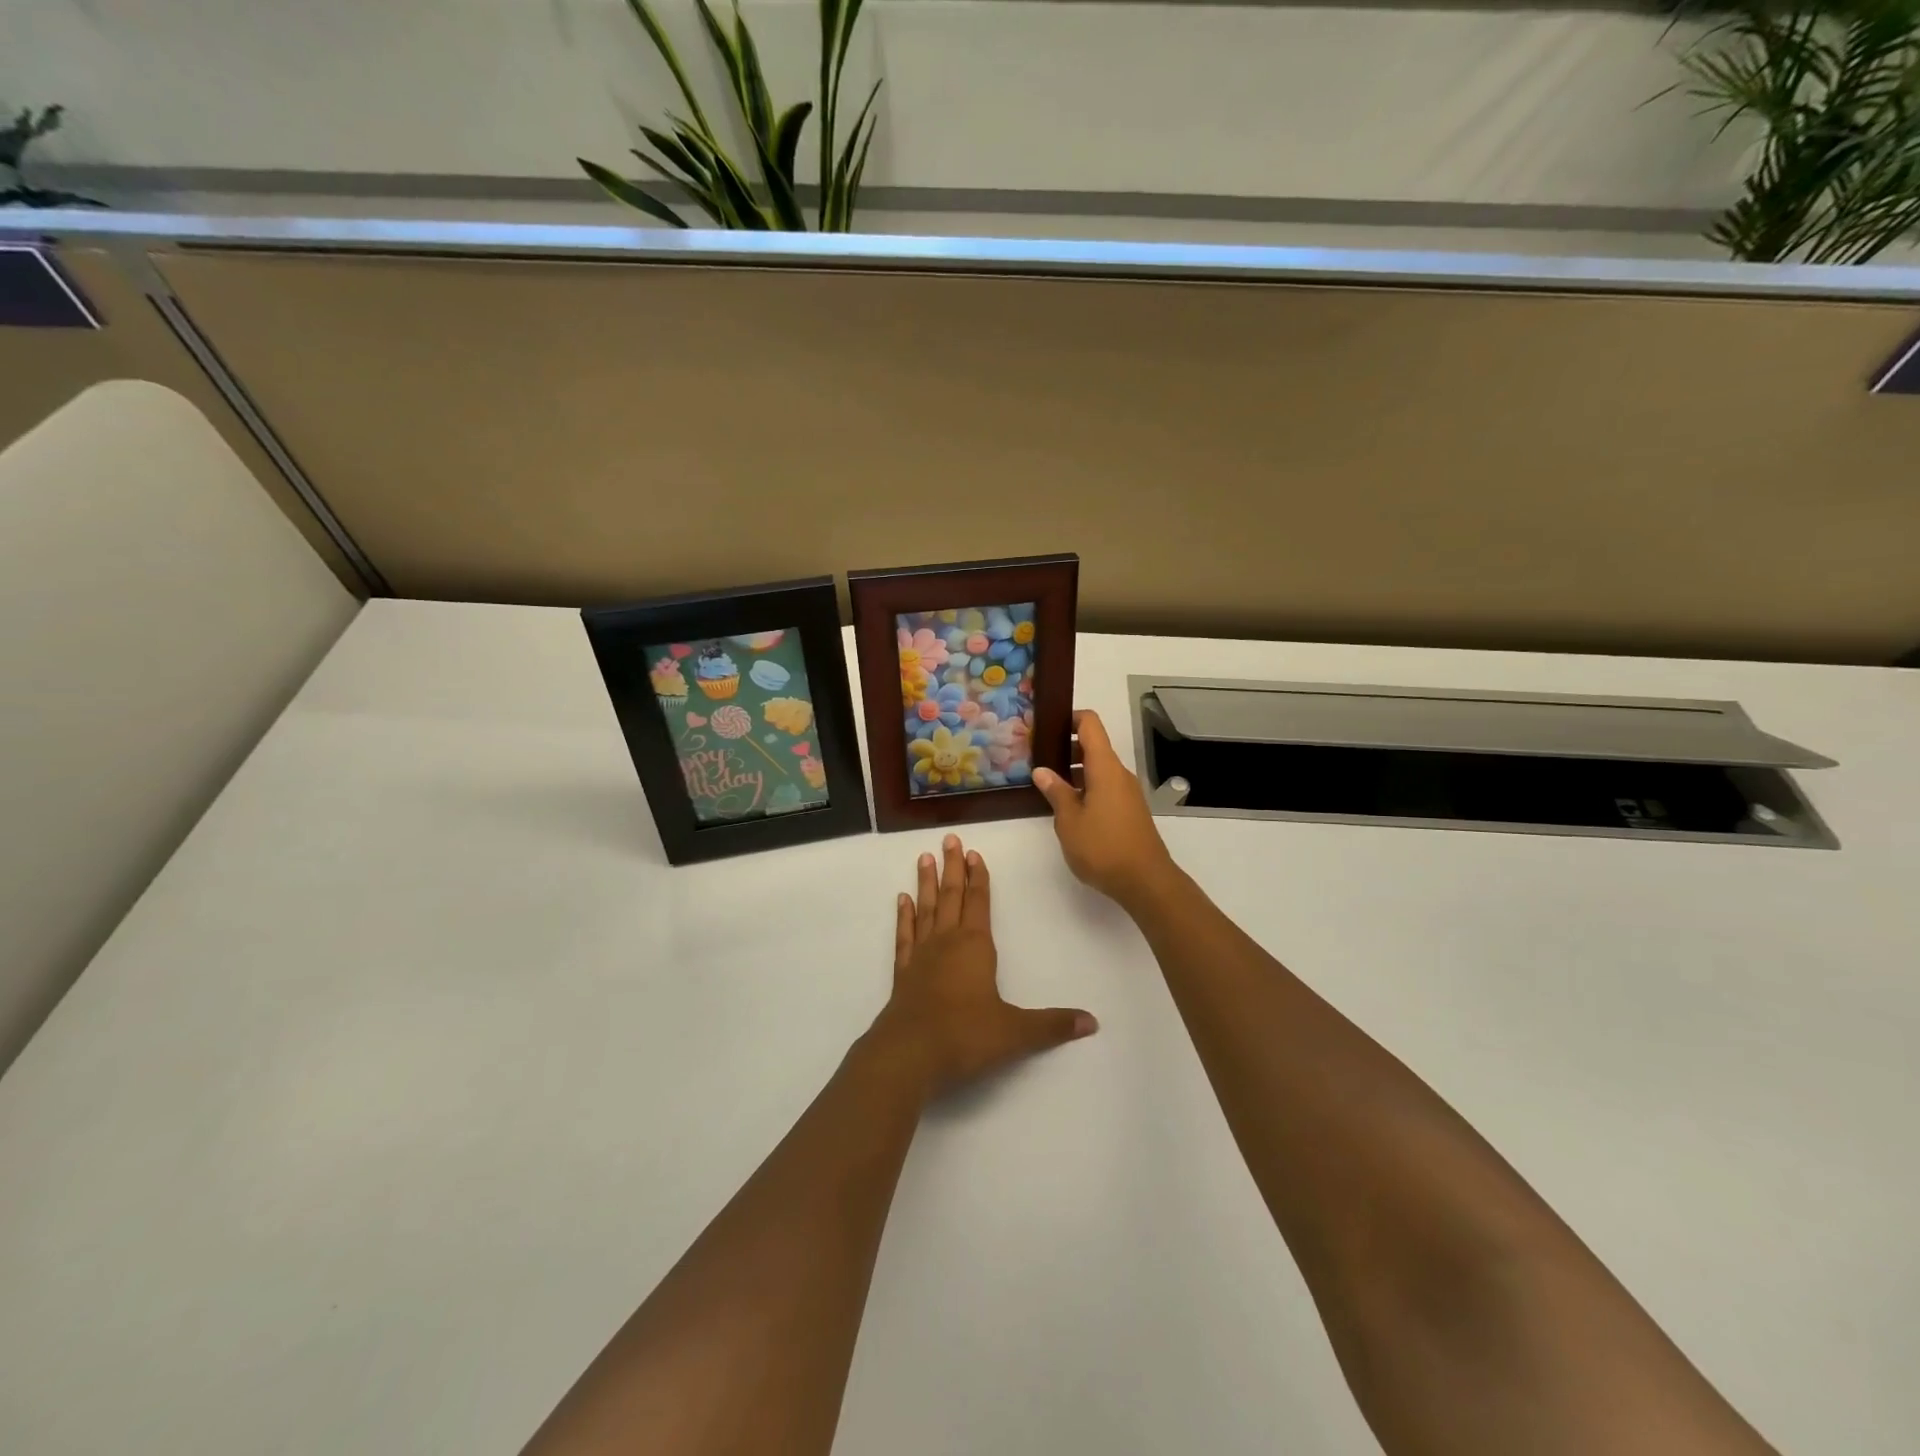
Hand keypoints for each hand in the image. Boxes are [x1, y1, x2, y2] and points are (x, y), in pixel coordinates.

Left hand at [871, 834, 1097, 1096]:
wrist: (909, 1053)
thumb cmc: (965, 1035)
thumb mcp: (1015, 1032)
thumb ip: (1053, 1025)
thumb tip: (1092, 1023)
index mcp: (975, 946)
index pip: (979, 902)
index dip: (979, 877)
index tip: (974, 853)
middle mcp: (947, 942)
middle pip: (952, 896)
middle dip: (952, 868)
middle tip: (949, 839)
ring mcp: (921, 956)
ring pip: (926, 909)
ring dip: (926, 883)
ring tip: (924, 857)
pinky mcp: (903, 973)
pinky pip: (905, 936)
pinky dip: (905, 917)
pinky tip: (902, 901)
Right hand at [1032, 709, 1176, 908]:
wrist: (1145, 881)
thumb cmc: (1103, 847)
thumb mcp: (1069, 821)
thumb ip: (1056, 792)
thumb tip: (1042, 771)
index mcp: (1105, 768)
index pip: (1090, 725)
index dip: (1070, 718)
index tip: (1046, 725)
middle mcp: (1119, 774)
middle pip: (1094, 746)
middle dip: (1066, 747)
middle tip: (1037, 758)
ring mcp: (1127, 792)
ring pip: (1099, 769)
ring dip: (1074, 771)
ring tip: (1047, 784)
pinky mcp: (1129, 810)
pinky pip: (1105, 787)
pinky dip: (1086, 787)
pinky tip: (1068, 807)